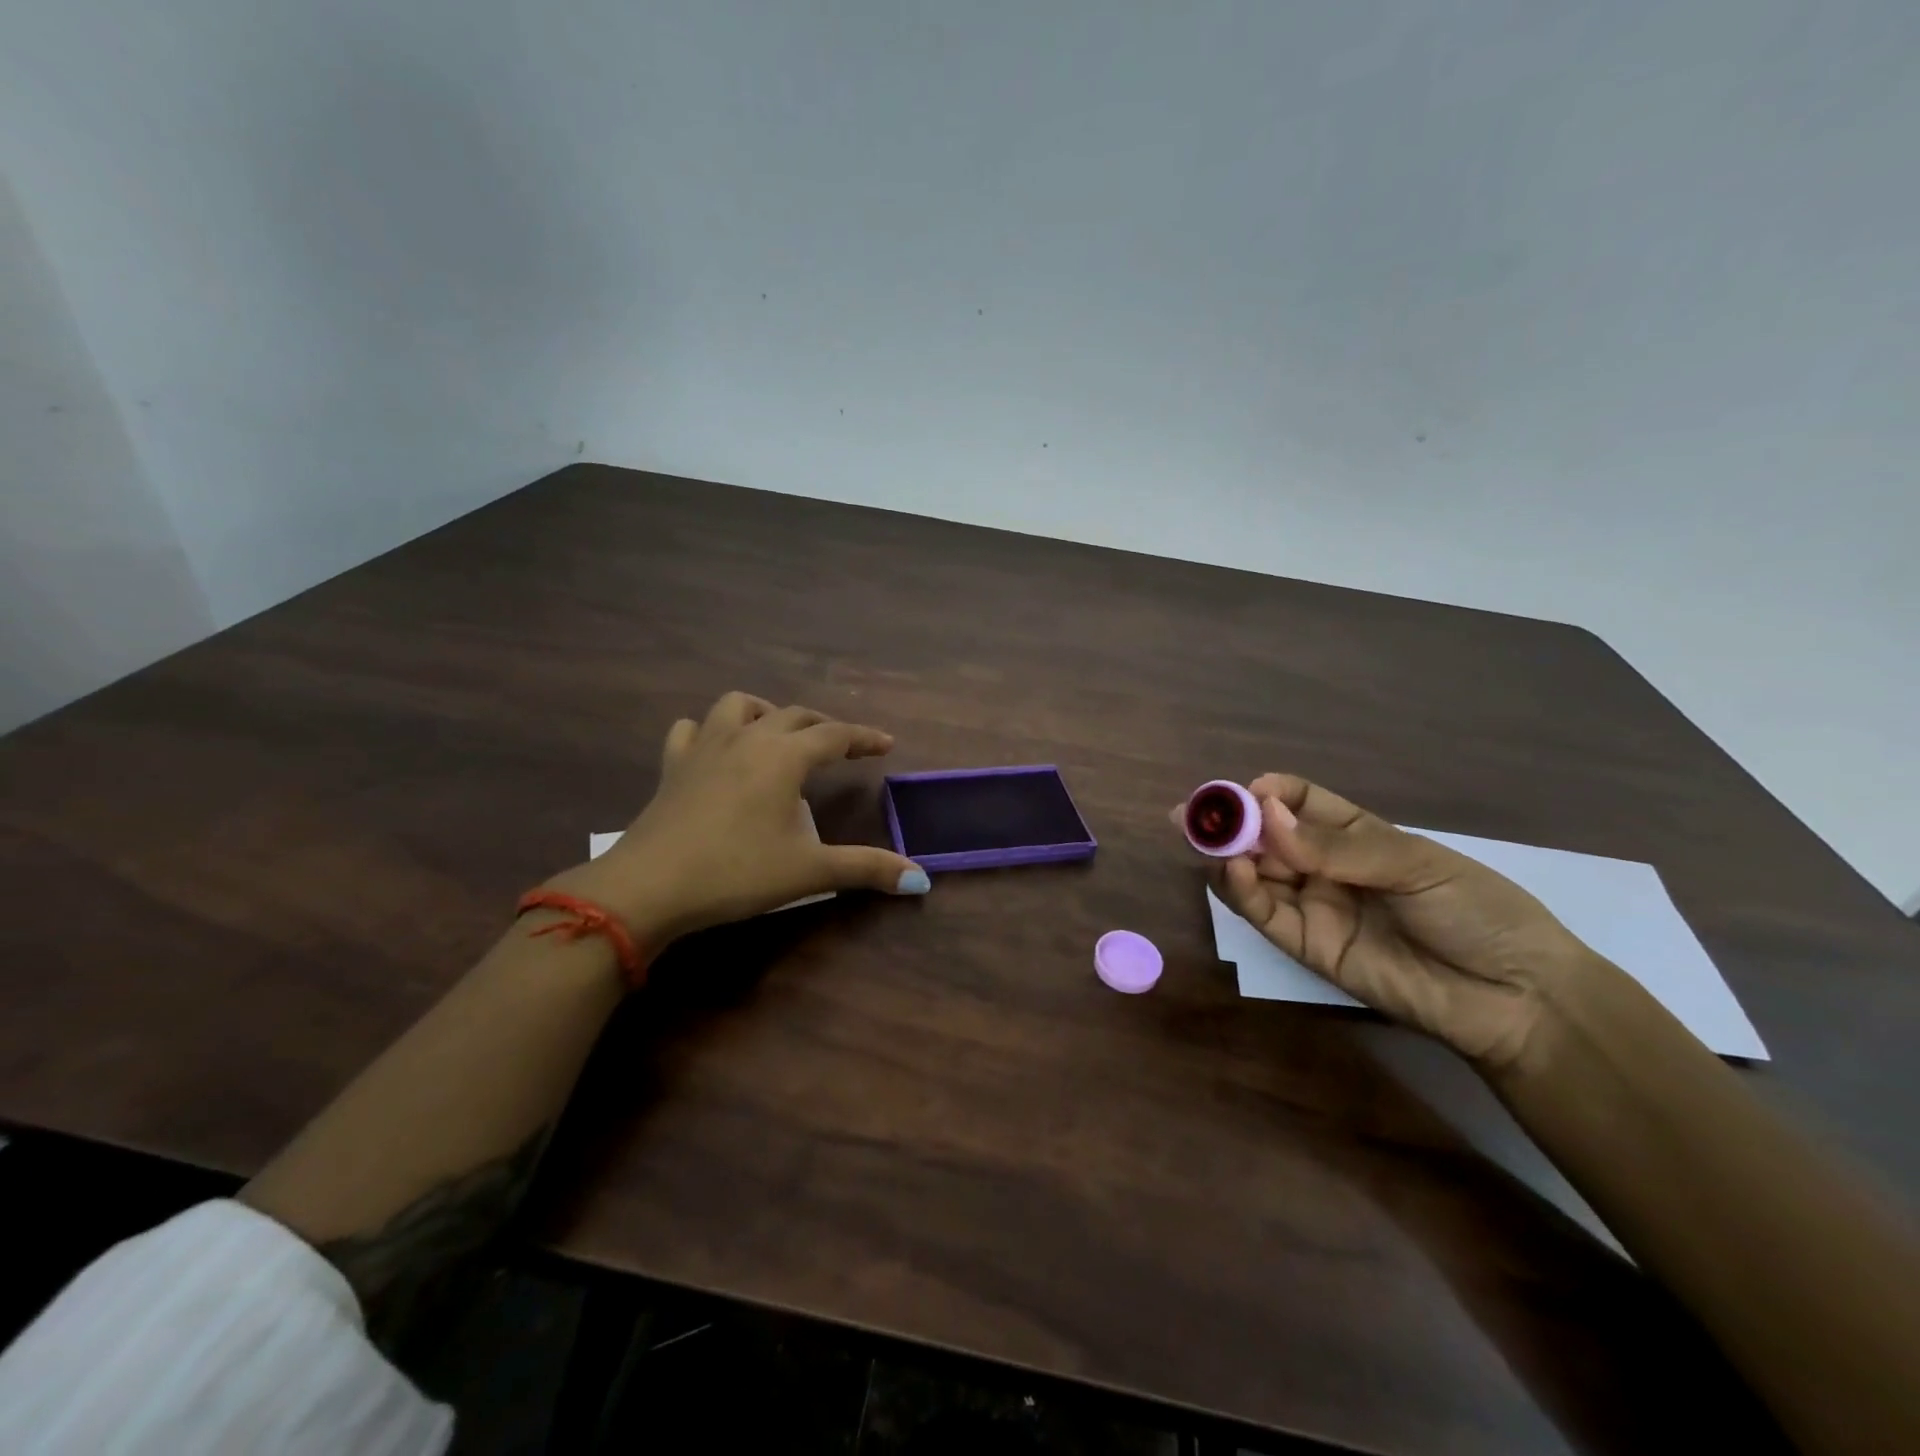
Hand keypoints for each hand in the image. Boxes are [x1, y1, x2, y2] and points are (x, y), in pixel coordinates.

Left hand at [551, 692, 928, 946]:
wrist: (649, 887)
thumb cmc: (736, 873)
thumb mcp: (808, 872)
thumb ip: (866, 869)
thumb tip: (921, 878)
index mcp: (783, 757)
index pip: (835, 736)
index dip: (863, 738)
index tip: (886, 744)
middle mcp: (747, 739)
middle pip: (794, 715)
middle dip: (824, 727)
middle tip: (843, 748)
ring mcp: (705, 748)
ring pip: (739, 706)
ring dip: (767, 713)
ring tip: (779, 734)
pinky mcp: (673, 766)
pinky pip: (691, 730)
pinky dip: (710, 730)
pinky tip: (717, 749)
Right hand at [1185, 774, 1601, 1073]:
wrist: (1514, 997)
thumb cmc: (1475, 911)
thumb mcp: (1413, 864)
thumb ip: (1335, 846)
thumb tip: (1267, 814)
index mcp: (1355, 835)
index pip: (1299, 801)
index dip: (1269, 792)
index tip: (1247, 790)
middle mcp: (1325, 866)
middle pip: (1265, 837)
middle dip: (1231, 822)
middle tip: (1193, 813)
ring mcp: (1314, 906)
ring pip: (1255, 874)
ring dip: (1227, 855)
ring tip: (1208, 841)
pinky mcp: (1307, 946)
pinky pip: (1265, 914)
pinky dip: (1242, 892)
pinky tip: (1235, 872)